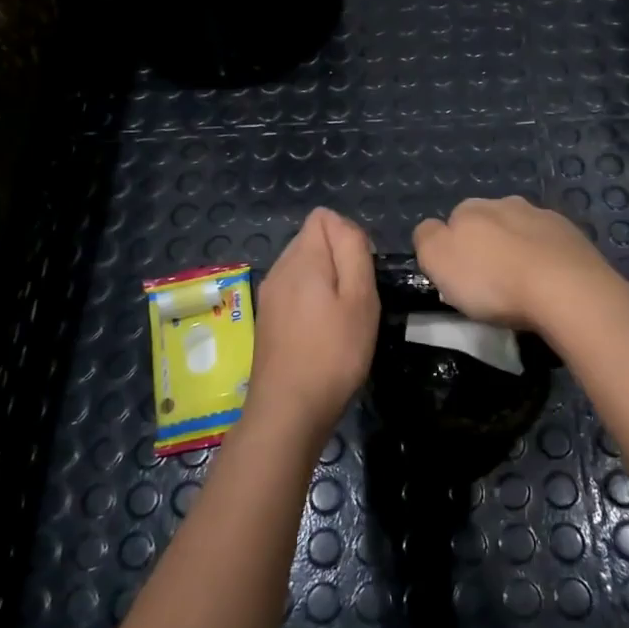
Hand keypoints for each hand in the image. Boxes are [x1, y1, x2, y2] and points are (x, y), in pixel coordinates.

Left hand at [247, 208, 379, 442]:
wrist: (288, 410)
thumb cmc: (333, 353)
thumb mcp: (360, 298)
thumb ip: (352, 251)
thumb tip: (342, 223)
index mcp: (302, 258)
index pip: (323, 217)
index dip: (349, 236)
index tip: (361, 273)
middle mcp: (279, 268)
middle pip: (312, 240)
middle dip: (338, 259)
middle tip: (355, 300)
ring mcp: (269, 294)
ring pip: (303, 266)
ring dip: (325, 282)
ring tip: (341, 319)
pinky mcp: (267, 318)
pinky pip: (294, 290)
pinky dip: (311, 301)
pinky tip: (321, 333)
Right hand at [413, 195, 613, 331]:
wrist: (566, 291)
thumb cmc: (493, 280)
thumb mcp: (438, 260)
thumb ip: (427, 238)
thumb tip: (432, 230)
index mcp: (472, 208)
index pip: (452, 221)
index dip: (453, 250)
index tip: (459, 278)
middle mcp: (508, 203)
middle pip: (489, 224)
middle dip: (488, 247)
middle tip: (490, 284)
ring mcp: (545, 218)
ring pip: (522, 231)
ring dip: (518, 251)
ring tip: (522, 287)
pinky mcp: (575, 237)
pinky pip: (551, 246)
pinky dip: (546, 261)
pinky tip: (548, 285)